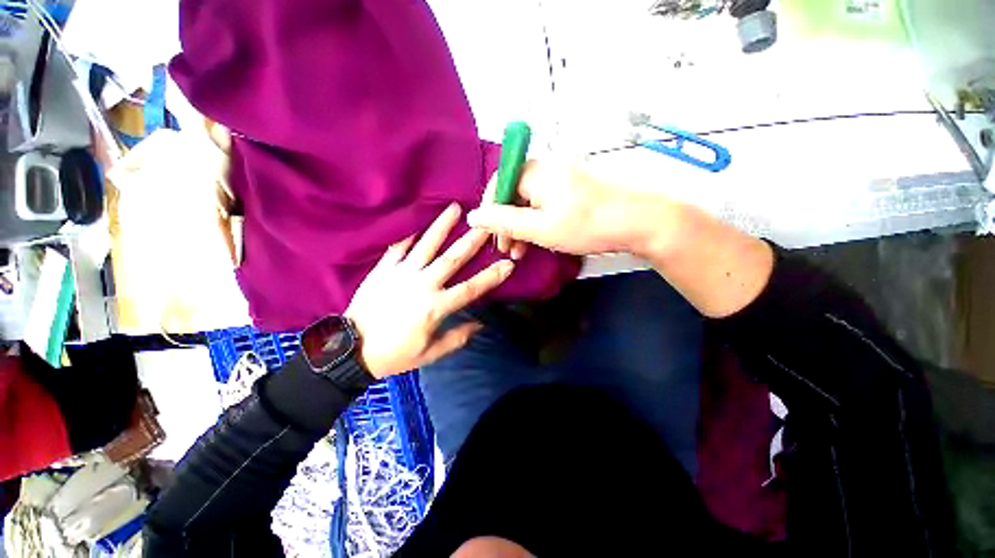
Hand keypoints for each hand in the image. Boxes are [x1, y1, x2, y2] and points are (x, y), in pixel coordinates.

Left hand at [346, 203, 514, 377]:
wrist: (352, 350)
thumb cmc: (395, 354)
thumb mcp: (430, 353)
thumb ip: (457, 338)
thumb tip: (480, 324)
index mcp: (436, 307)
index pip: (471, 288)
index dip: (492, 276)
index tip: (508, 264)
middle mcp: (422, 285)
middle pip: (452, 259)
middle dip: (472, 241)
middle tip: (486, 224)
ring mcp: (401, 274)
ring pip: (426, 246)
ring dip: (442, 226)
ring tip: (455, 209)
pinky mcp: (383, 270)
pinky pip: (397, 249)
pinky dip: (407, 237)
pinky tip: (417, 225)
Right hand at [467, 161, 680, 256]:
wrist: (640, 220)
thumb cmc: (586, 225)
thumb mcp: (539, 228)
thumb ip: (503, 222)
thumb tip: (472, 216)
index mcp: (534, 171)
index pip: (498, 185)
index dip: (490, 212)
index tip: (492, 237)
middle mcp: (545, 168)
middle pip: (513, 195)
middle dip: (506, 224)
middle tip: (507, 249)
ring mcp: (561, 178)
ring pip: (529, 202)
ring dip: (521, 226)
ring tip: (520, 251)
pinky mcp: (572, 189)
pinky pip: (544, 204)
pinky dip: (537, 222)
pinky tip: (538, 239)